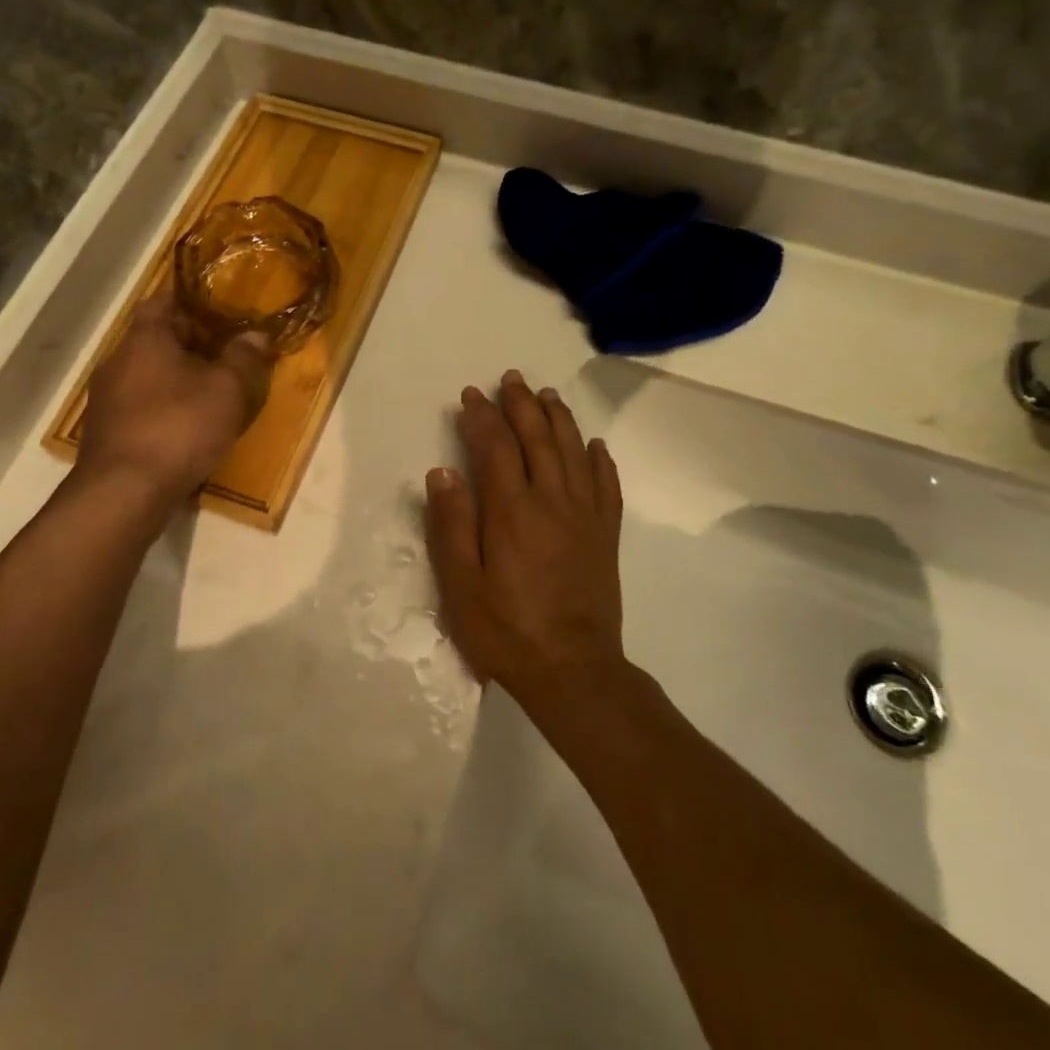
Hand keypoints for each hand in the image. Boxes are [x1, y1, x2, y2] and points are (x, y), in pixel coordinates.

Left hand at [71, 293, 272, 500]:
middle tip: (225, 351)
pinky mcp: (105, 431)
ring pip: (146, 373)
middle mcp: (117, 360)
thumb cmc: (178, 427)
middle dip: (189, 342)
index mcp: (144, 339)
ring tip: (210, 390)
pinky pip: (139, 405)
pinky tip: (186, 425)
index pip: (162, 301)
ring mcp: (106, 398)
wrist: (123, 493)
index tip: (218, 307)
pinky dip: (162, 406)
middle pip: (154, 338)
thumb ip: (243, 357)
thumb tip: (256, 334)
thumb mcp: (226, 390)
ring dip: (176, 377)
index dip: (191, 300)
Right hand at [424, 370, 624, 700]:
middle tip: (511, 378)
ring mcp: (585, 516)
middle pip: (538, 438)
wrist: (574, 671)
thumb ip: (451, 525)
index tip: (471, 395)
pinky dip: (600, 460)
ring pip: (573, 451)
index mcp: (512, 511)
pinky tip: (595, 445)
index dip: (483, 417)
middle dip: (522, 404)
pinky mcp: (606, 535)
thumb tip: (443, 471)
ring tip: (547, 395)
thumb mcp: (461, 585)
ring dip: (559, 418)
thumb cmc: (506, 630)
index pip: (496, 447)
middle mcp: (552, 501)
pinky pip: (607, 485)